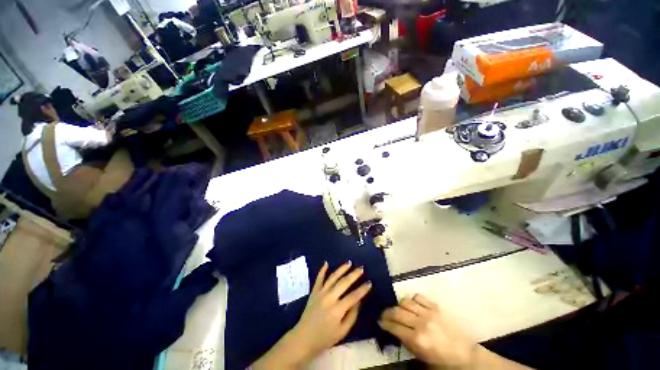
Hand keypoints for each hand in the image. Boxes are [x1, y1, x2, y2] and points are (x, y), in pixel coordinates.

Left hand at [251, 261, 371, 368]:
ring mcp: (320, 293)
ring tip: (349, 263)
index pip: (354, 296)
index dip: (363, 289)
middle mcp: (329, 297)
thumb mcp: (342, 332)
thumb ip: (352, 316)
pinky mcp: (314, 292)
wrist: (303, 339)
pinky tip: (326, 263)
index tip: (369, 283)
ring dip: (341, 269)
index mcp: (337, 309)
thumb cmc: (325, 338)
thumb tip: (359, 301)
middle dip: (354, 275)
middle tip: (361, 269)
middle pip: (344, 283)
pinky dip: (322, 270)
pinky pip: (319, 278)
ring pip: (333, 277)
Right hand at [379, 294, 477, 367]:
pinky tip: (413, 305)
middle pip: (397, 312)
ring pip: (405, 302)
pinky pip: (418, 297)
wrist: (466, 354)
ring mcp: (428, 313)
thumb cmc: (442, 360)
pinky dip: (412, 300)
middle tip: (384, 314)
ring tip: (398, 309)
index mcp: (417, 339)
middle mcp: (420, 323)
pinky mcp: (435, 306)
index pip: (394, 327)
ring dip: (399, 305)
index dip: (384, 323)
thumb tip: (394, 331)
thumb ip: (406, 343)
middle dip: (387, 313)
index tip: (380, 322)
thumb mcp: (421, 357)